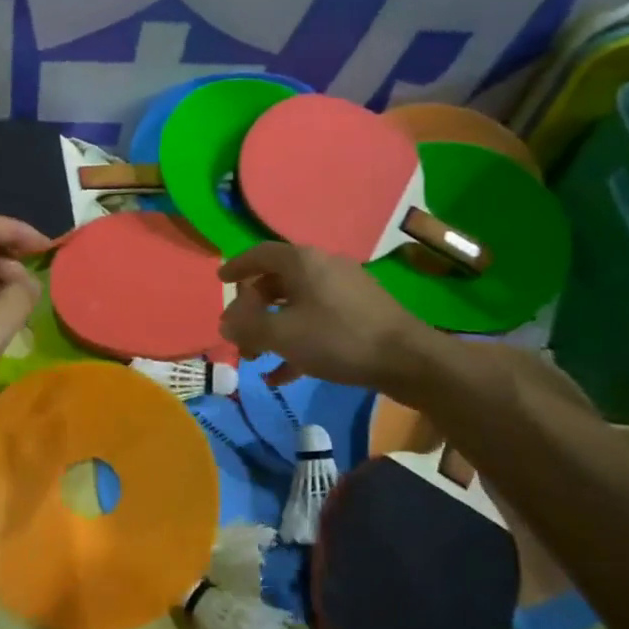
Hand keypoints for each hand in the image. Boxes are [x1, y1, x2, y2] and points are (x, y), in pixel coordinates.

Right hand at [218, 241, 436, 391]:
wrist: (407, 359)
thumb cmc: (337, 338)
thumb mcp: (282, 335)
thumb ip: (248, 327)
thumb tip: (226, 324)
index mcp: (302, 262)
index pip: (260, 254)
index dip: (237, 266)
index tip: (220, 280)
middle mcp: (323, 267)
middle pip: (276, 282)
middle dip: (252, 310)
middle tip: (238, 334)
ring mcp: (344, 290)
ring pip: (296, 305)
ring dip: (272, 330)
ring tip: (256, 359)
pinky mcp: (360, 313)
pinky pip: (317, 321)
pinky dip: (297, 341)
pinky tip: (284, 375)